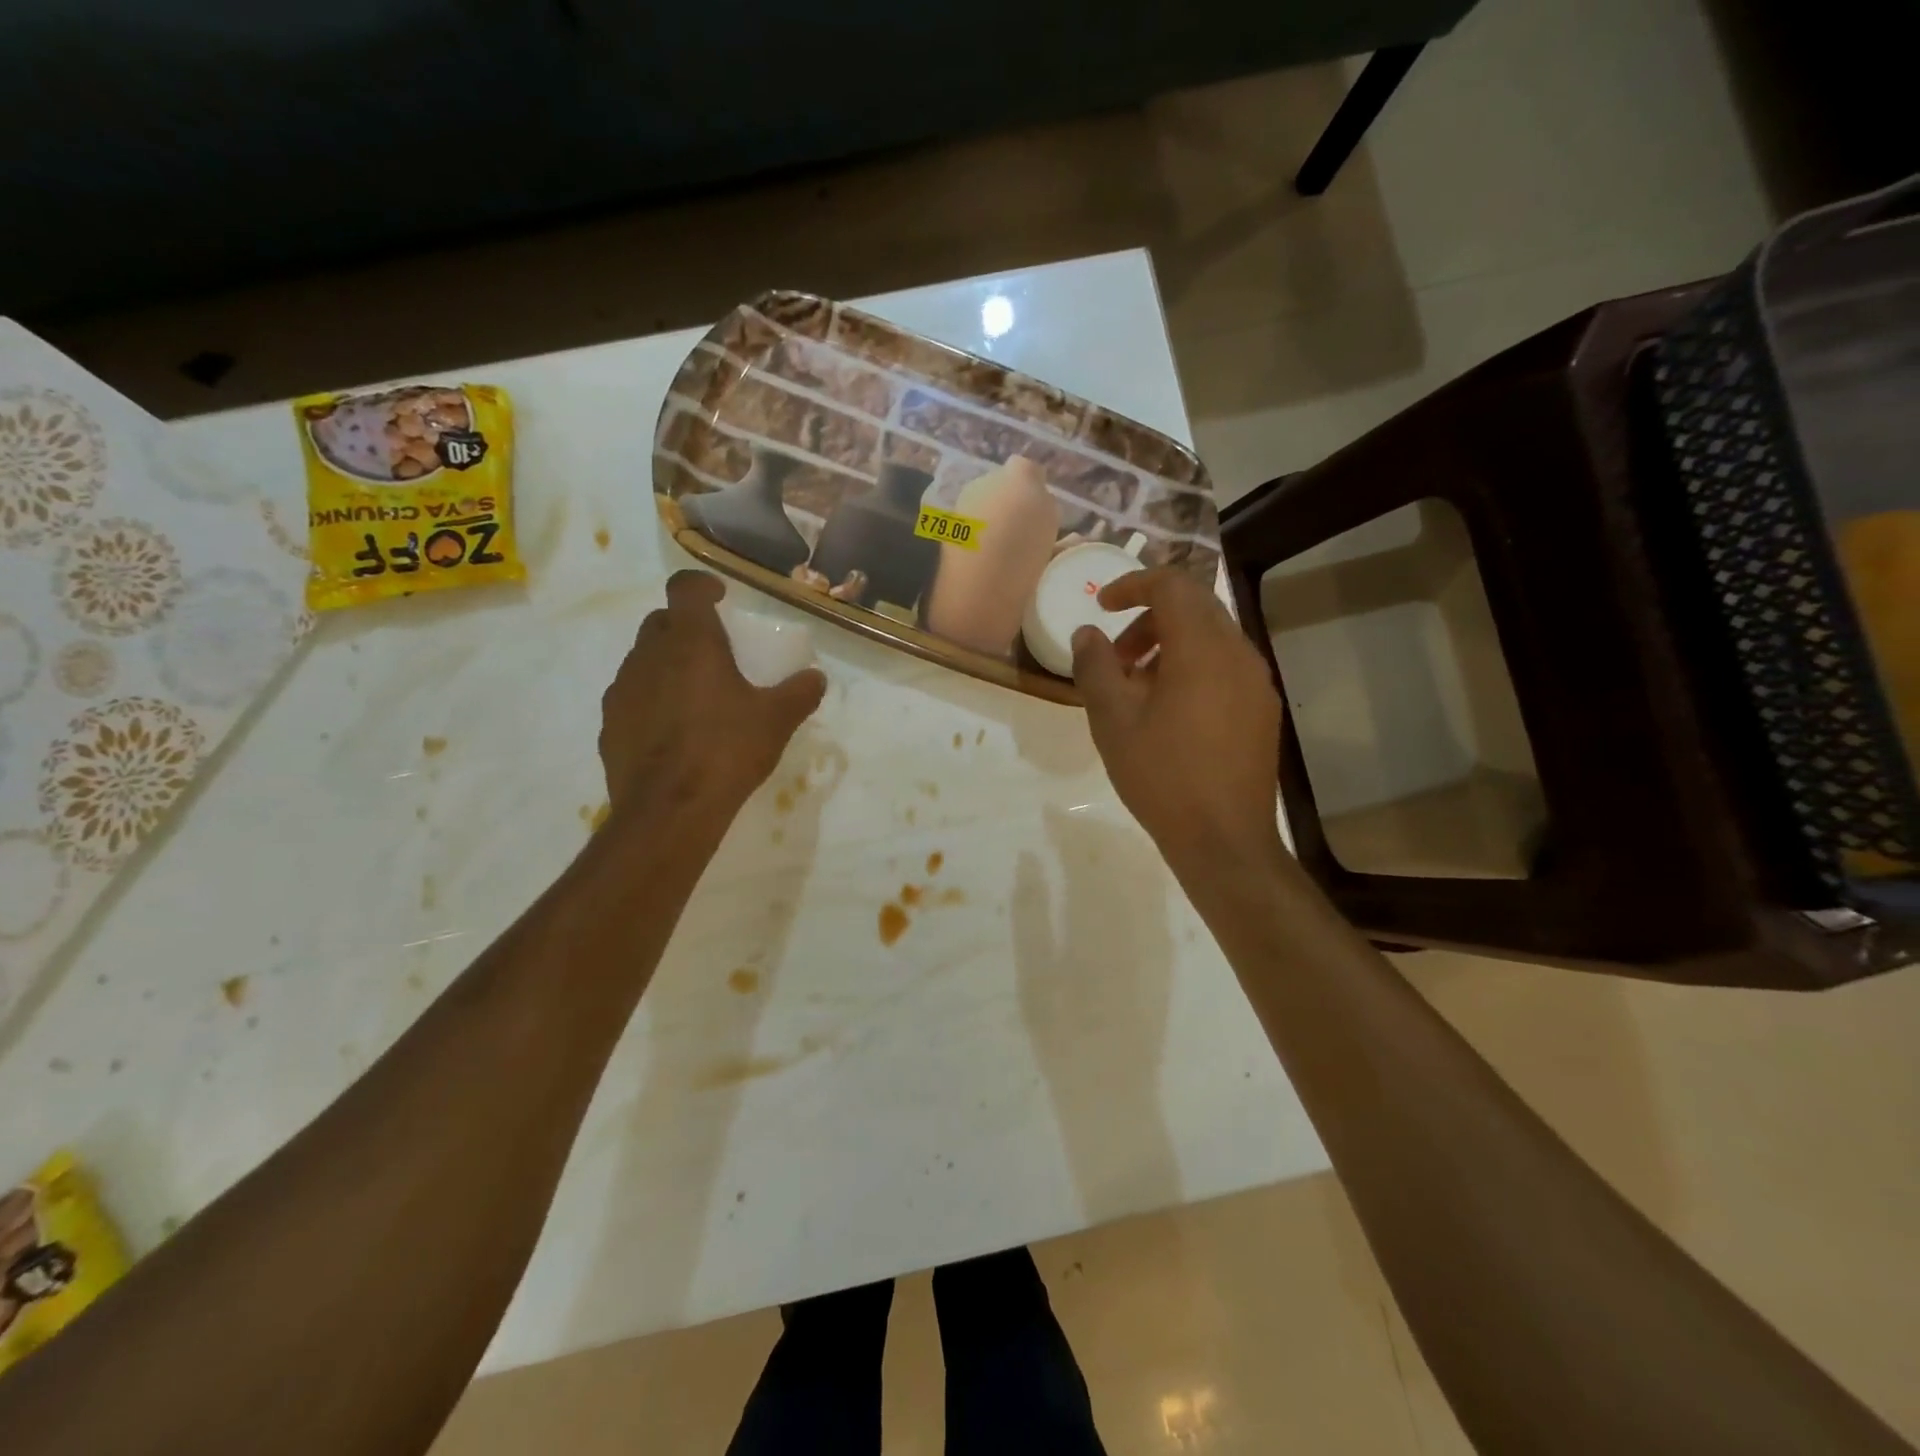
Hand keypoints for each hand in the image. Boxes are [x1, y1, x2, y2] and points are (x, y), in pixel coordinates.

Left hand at [600, 571, 825, 823]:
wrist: (669, 810)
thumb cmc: (726, 751)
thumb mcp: (776, 721)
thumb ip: (799, 693)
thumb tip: (816, 678)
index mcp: (690, 643)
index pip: (685, 588)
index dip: (702, 585)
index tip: (721, 598)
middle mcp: (648, 656)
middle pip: (661, 622)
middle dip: (686, 628)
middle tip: (715, 652)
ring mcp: (623, 690)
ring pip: (643, 660)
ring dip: (667, 665)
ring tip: (696, 695)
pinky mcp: (610, 724)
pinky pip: (633, 697)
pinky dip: (652, 700)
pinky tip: (674, 731)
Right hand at [1072, 568, 1283, 869]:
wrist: (1223, 839)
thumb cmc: (1162, 776)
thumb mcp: (1112, 720)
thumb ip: (1095, 667)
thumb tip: (1087, 634)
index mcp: (1201, 648)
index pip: (1171, 586)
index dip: (1131, 585)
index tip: (1101, 606)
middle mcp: (1238, 653)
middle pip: (1194, 608)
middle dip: (1148, 619)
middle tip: (1116, 657)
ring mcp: (1257, 682)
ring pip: (1211, 637)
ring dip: (1170, 645)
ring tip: (1137, 689)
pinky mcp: (1262, 709)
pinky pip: (1225, 666)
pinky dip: (1193, 667)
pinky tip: (1169, 711)